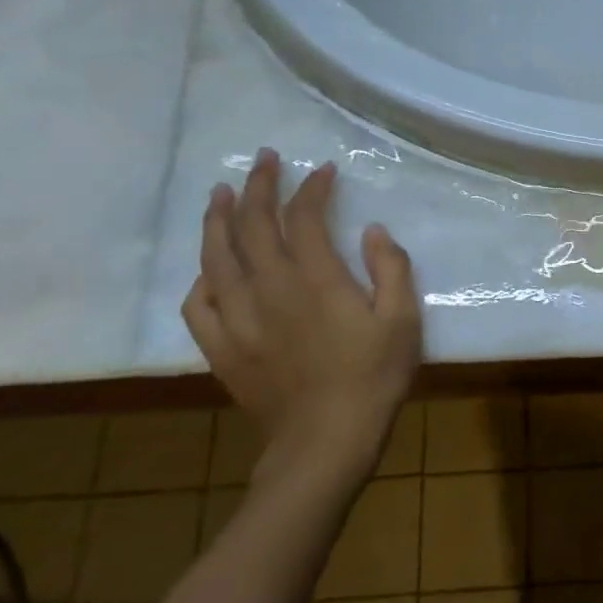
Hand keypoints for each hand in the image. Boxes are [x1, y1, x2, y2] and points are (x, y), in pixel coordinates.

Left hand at [184, 149, 421, 493]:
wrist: (326, 442)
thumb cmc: (373, 378)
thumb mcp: (403, 320)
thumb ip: (392, 269)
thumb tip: (373, 231)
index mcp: (316, 279)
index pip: (305, 217)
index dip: (312, 188)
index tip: (322, 170)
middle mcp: (270, 289)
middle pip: (253, 225)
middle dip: (258, 186)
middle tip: (263, 160)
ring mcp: (240, 319)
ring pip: (217, 257)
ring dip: (218, 219)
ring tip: (221, 193)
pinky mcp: (223, 349)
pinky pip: (200, 305)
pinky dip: (201, 279)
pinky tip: (208, 269)